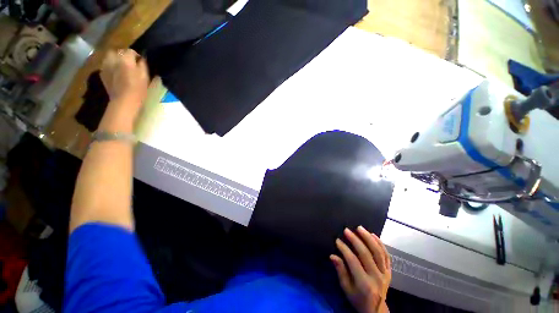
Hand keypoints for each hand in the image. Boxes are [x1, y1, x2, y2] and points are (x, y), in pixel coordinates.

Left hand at [100, 48, 149, 114]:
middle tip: (129, 64)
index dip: (136, 56)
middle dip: (123, 55)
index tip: (140, 63)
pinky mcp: (102, 73)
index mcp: (126, 58)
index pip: (131, 51)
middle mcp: (113, 59)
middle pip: (117, 51)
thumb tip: (141, 59)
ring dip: (115, 60)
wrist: (124, 101)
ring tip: (121, 67)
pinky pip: (106, 65)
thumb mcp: (145, 76)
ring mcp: (105, 65)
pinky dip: (110, 67)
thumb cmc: (138, 89)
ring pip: (109, 57)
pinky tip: (115, 74)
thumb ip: (143, 64)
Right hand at [331, 226, 391, 312]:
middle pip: (366, 254)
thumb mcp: (346, 289)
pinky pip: (386, 255)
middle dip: (355, 240)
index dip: (345, 249)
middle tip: (346, 230)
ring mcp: (385, 274)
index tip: (337, 240)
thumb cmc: (358, 299)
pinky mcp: (389, 271)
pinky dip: (380, 244)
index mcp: (364, 284)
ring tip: (359, 228)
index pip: (353, 261)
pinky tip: (373, 235)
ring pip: (378, 252)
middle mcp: (376, 277)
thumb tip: (333, 255)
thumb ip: (340, 271)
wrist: (376, 310)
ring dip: (368, 238)